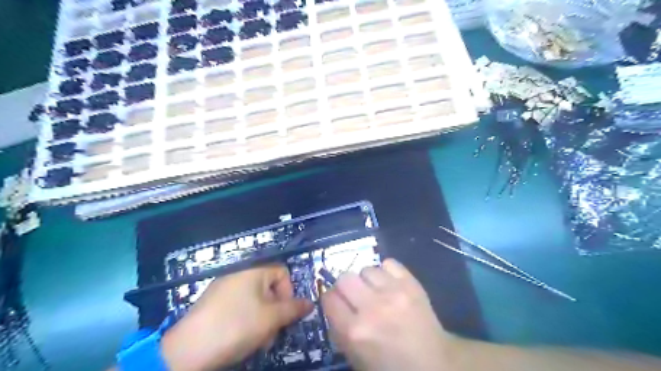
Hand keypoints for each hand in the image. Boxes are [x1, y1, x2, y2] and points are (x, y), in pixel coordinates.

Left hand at [161, 264, 312, 370]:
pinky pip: (239, 306)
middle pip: (269, 288)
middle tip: (272, 333)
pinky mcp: (213, 303)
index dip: (289, 292)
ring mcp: (224, 288)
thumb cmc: (236, 326)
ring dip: (263, 319)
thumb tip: (310, 303)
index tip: (286, 314)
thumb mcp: (271, 318)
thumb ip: (293, 309)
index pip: (283, 273)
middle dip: (276, 311)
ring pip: (256, 300)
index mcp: (254, 270)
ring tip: (258, 341)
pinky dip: (246, 320)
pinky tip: (241, 338)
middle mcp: (239, 274)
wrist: (187, 350)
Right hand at [321, 258, 454, 370]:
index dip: (331, 299)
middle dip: (346, 287)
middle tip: (355, 295)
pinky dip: (386, 271)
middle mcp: (372, 308)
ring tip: (376, 291)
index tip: (338, 302)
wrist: (434, 363)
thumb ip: (339, 330)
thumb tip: (333, 305)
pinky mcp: (411, 283)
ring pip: (366, 269)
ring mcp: (393, 293)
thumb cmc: (391, 366)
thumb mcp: (356, 358)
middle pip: (344, 278)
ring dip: (367, 280)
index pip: (329, 298)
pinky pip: (389, 263)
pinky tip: (390, 283)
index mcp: (355, 331)